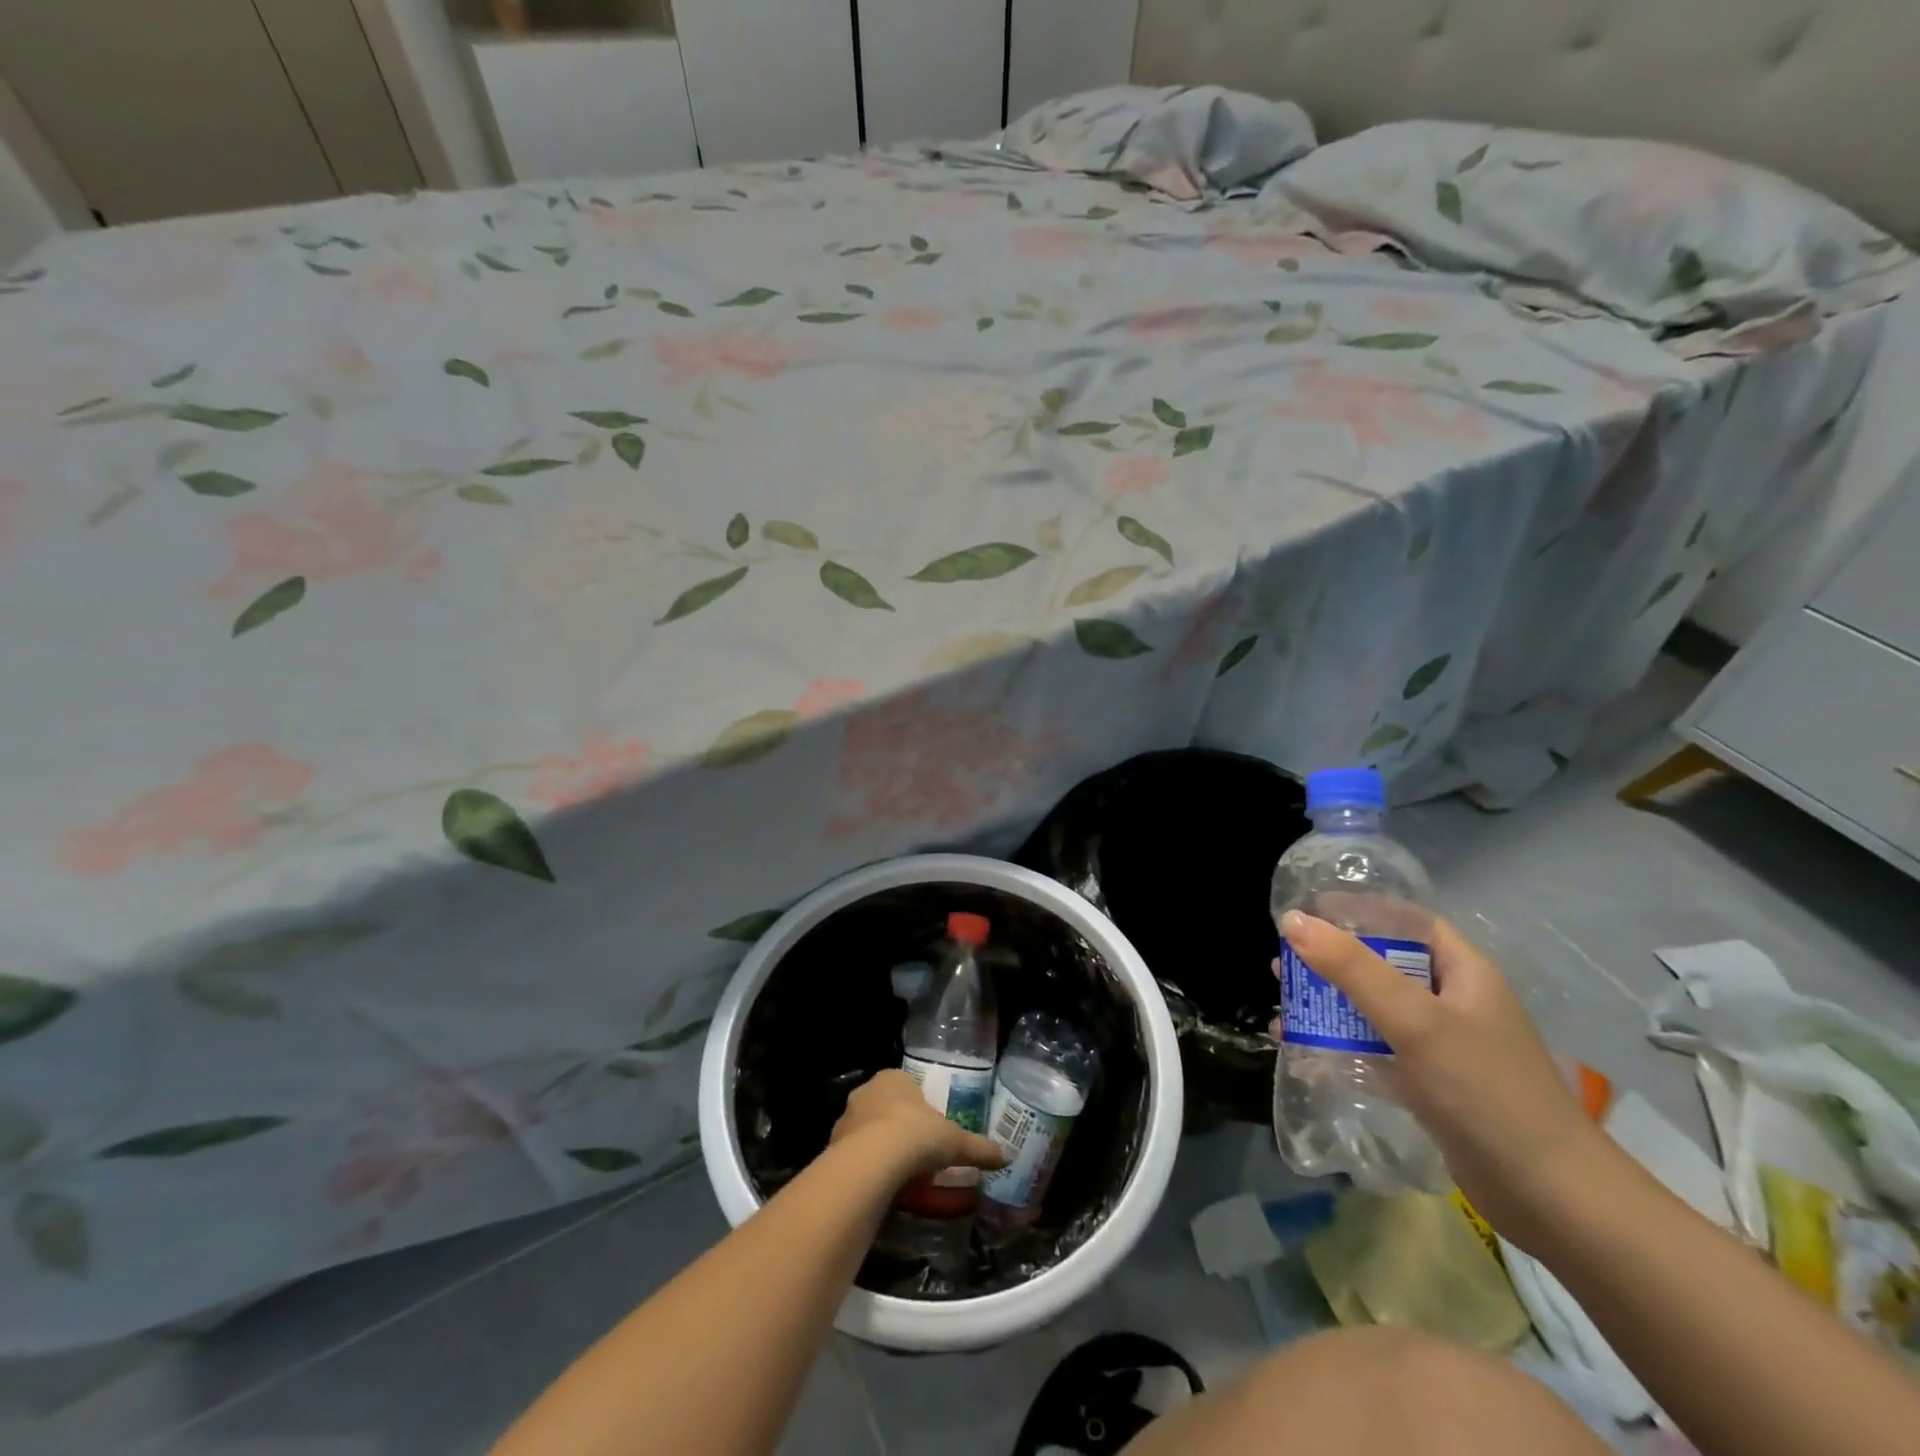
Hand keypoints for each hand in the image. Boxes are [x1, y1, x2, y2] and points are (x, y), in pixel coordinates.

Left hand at [830, 1069, 1007, 1182]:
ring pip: (865, 1131)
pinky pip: (853, 1156)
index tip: (929, 1129)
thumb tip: (1005, 1155)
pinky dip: (865, 1169)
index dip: (918, 1106)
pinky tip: (879, 1188)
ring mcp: (845, 1119)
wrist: (871, 1163)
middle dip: (897, 1127)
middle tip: (915, 1153)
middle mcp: (866, 1092)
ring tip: (898, 1176)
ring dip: (878, 1148)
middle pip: (884, 1107)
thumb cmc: (916, 1136)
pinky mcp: (832, 1148)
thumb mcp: (955, 1142)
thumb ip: (978, 1148)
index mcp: (893, 1079)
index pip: (906, 1085)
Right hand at [1278, 911, 1613, 1251]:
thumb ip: (1352, 968)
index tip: (1308, 910)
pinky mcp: (1432, 1086)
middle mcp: (1454, 1002)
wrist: (1551, 1197)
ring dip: (1331, 1005)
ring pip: (1376, 1010)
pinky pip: (1378, 1051)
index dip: (1361, 910)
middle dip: (1332, 960)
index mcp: (1463, 972)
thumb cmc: (1484, 1090)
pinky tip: (1305, 1051)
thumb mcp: (1414, 1020)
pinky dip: (1342, 1046)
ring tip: (1284, 1004)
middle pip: (1384, 964)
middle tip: (1283, 960)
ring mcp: (1444, 1046)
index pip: (1408, 922)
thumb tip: (1293, 920)